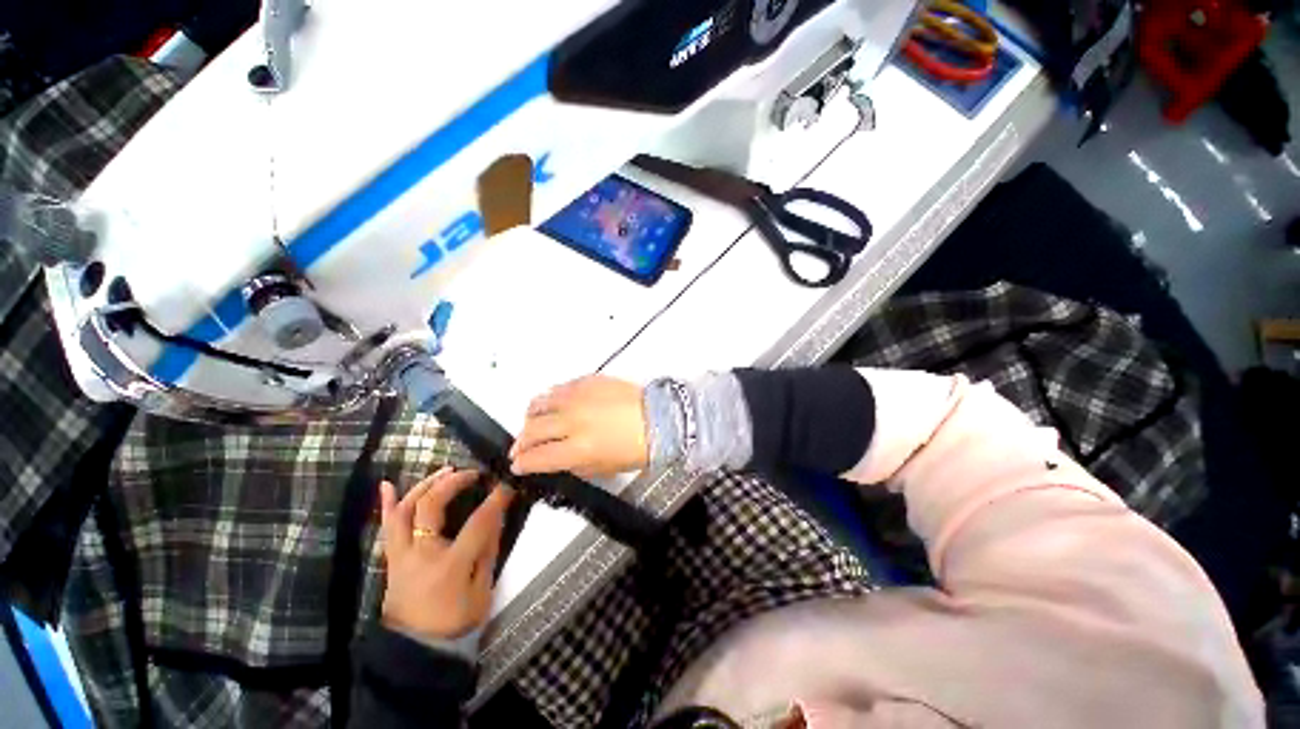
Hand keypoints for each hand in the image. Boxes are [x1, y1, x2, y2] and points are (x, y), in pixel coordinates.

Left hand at [378, 468, 513, 640]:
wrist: (417, 650)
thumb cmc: (456, 620)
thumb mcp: (482, 589)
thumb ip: (488, 550)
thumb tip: (495, 517)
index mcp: (449, 566)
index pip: (477, 523)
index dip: (495, 501)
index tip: (506, 485)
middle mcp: (420, 555)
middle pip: (430, 508)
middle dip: (453, 483)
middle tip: (472, 473)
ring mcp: (401, 556)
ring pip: (405, 511)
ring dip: (425, 485)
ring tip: (445, 470)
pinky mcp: (392, 559)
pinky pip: (387, 527)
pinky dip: (387, 504)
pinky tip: (386, 484)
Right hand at [510, 375, 647, 477]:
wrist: (660, 417)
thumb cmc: (636, 448)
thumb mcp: (604, 468)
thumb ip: (573, 465)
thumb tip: (553, 460)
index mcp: (579, 448)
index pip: (537, 457)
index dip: (522, 464)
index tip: (518, 465)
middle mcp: (573, 420)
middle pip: (532, 430)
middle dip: (520, 443)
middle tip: (520, 448)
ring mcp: (579, 396)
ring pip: (539, 403)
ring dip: (530, 417)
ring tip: (533, 424)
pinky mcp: (587, 380)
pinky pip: (558, 388)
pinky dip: (549, 399)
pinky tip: (554, 406)